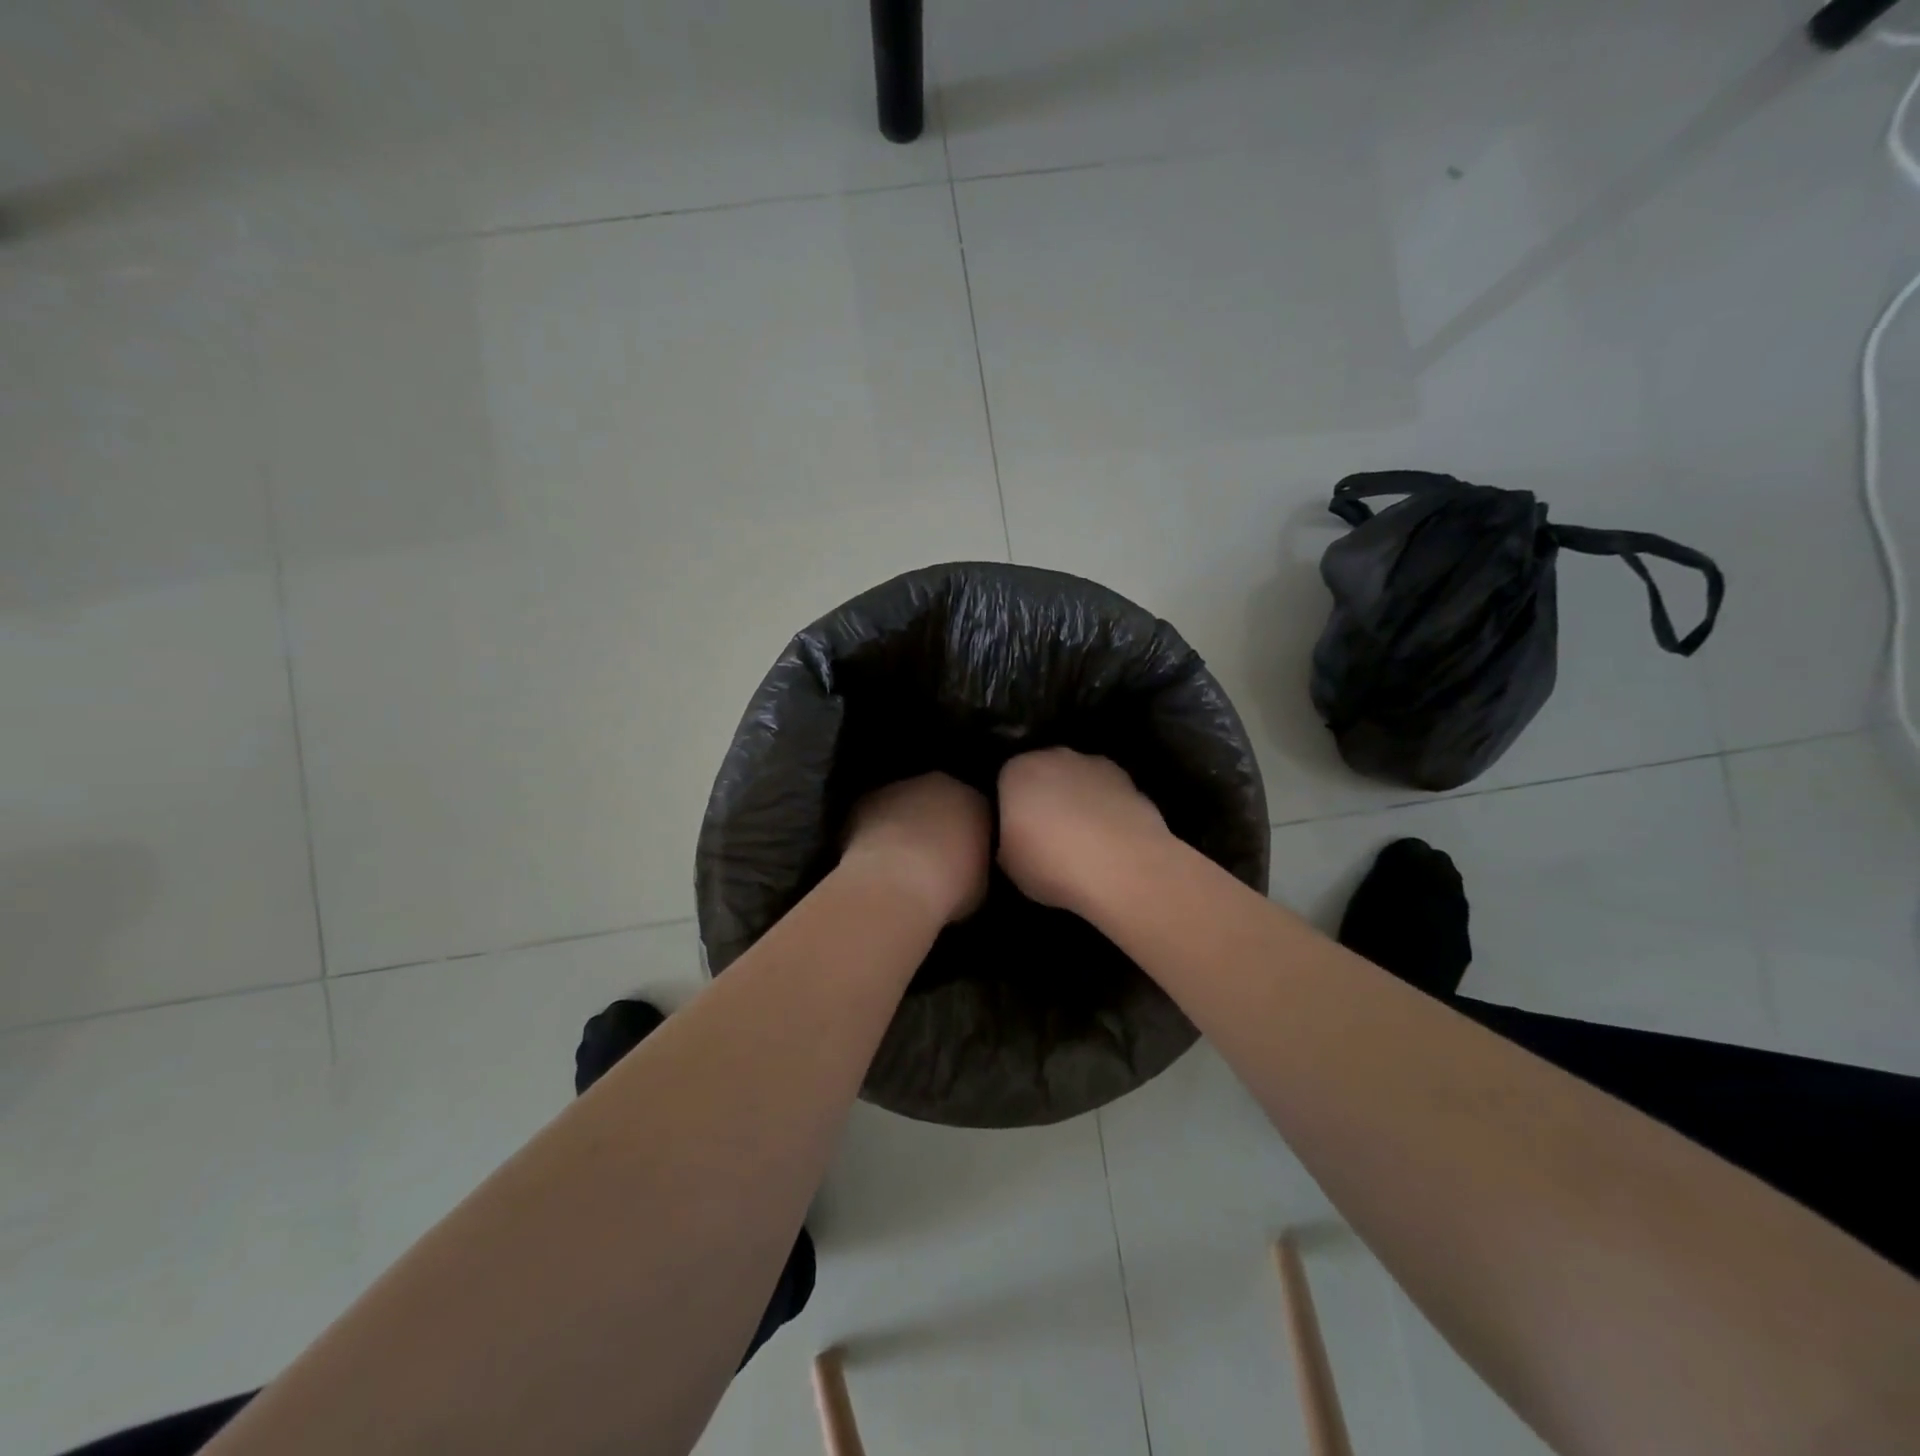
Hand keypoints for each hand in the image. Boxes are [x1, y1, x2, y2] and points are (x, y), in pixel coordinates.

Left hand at [839, 773, 991, 924]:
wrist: (894, 886)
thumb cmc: (947, 889)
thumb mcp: (978, 885)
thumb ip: (973, 865)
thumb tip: (963, 869)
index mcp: (974, 801)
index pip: (977, 812)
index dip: (969, 836)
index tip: (963, 860)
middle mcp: (939, 785)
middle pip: (939, 800)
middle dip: (936, 823)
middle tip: (931, 859)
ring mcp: (899, 788)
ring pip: (905, 804)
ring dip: (903, 825)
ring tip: (898, 862)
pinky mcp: (865, 799)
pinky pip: (874, 814)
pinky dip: (874, 831)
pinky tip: (873, 860)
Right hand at [997, 748, 1171, 917]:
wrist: (1122, 866)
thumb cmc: (1051, 863)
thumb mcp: (1007, 863)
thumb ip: (1007, 839)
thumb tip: (1016, 837)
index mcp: (1016, 771)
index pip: (1005, 782)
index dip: (1011, 809)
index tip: (1017, 835)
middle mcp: (1054, 757)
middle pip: (1043, 774)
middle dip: (1044, 798)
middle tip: (1047, 837)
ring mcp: (1095, 765)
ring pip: (1077, 781)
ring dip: (1077, 801)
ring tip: (1082, 841)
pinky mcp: (1129, 780)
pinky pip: (1106, 794)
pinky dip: (1105, 810)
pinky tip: (1108, 841)